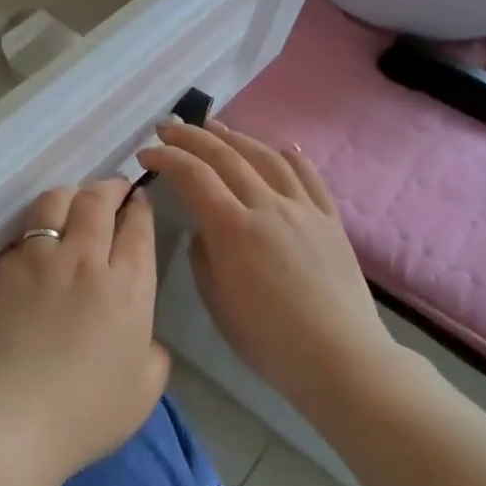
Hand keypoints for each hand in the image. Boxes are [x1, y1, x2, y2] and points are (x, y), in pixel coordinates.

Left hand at [0, 178, 168, 482]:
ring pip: (55, 202)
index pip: (138, 227)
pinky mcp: (1, 269)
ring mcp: (37, 259)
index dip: (140, 207)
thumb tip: (142, 337)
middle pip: (97, 201)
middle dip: (109, 187)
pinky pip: (21, 234)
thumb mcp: (143, 391)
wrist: (9, 420)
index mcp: (128, 286)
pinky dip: (34, 230)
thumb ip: (152, 353)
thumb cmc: (85, 413)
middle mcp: (84, 260)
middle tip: (112, 189)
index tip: (139, 201)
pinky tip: (34, 242)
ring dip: (70, 195)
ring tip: (72, 202)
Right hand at [137, 120, 402, 413]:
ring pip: (267, 158)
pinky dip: (291, 157)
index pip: (193, 176)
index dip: (166, 159)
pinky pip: (310, 178)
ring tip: (215, 127)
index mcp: (233, 229)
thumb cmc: (268, 339)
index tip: (145, 154)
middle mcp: (268, 206)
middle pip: (226, 157)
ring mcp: (304, 210)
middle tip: (168, 127)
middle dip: (191, 137)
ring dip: (236, 138)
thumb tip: (206, 230)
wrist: (340, 358)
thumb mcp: (217, 301)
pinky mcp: (330, 221)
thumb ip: (204, 256)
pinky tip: (282, 147)